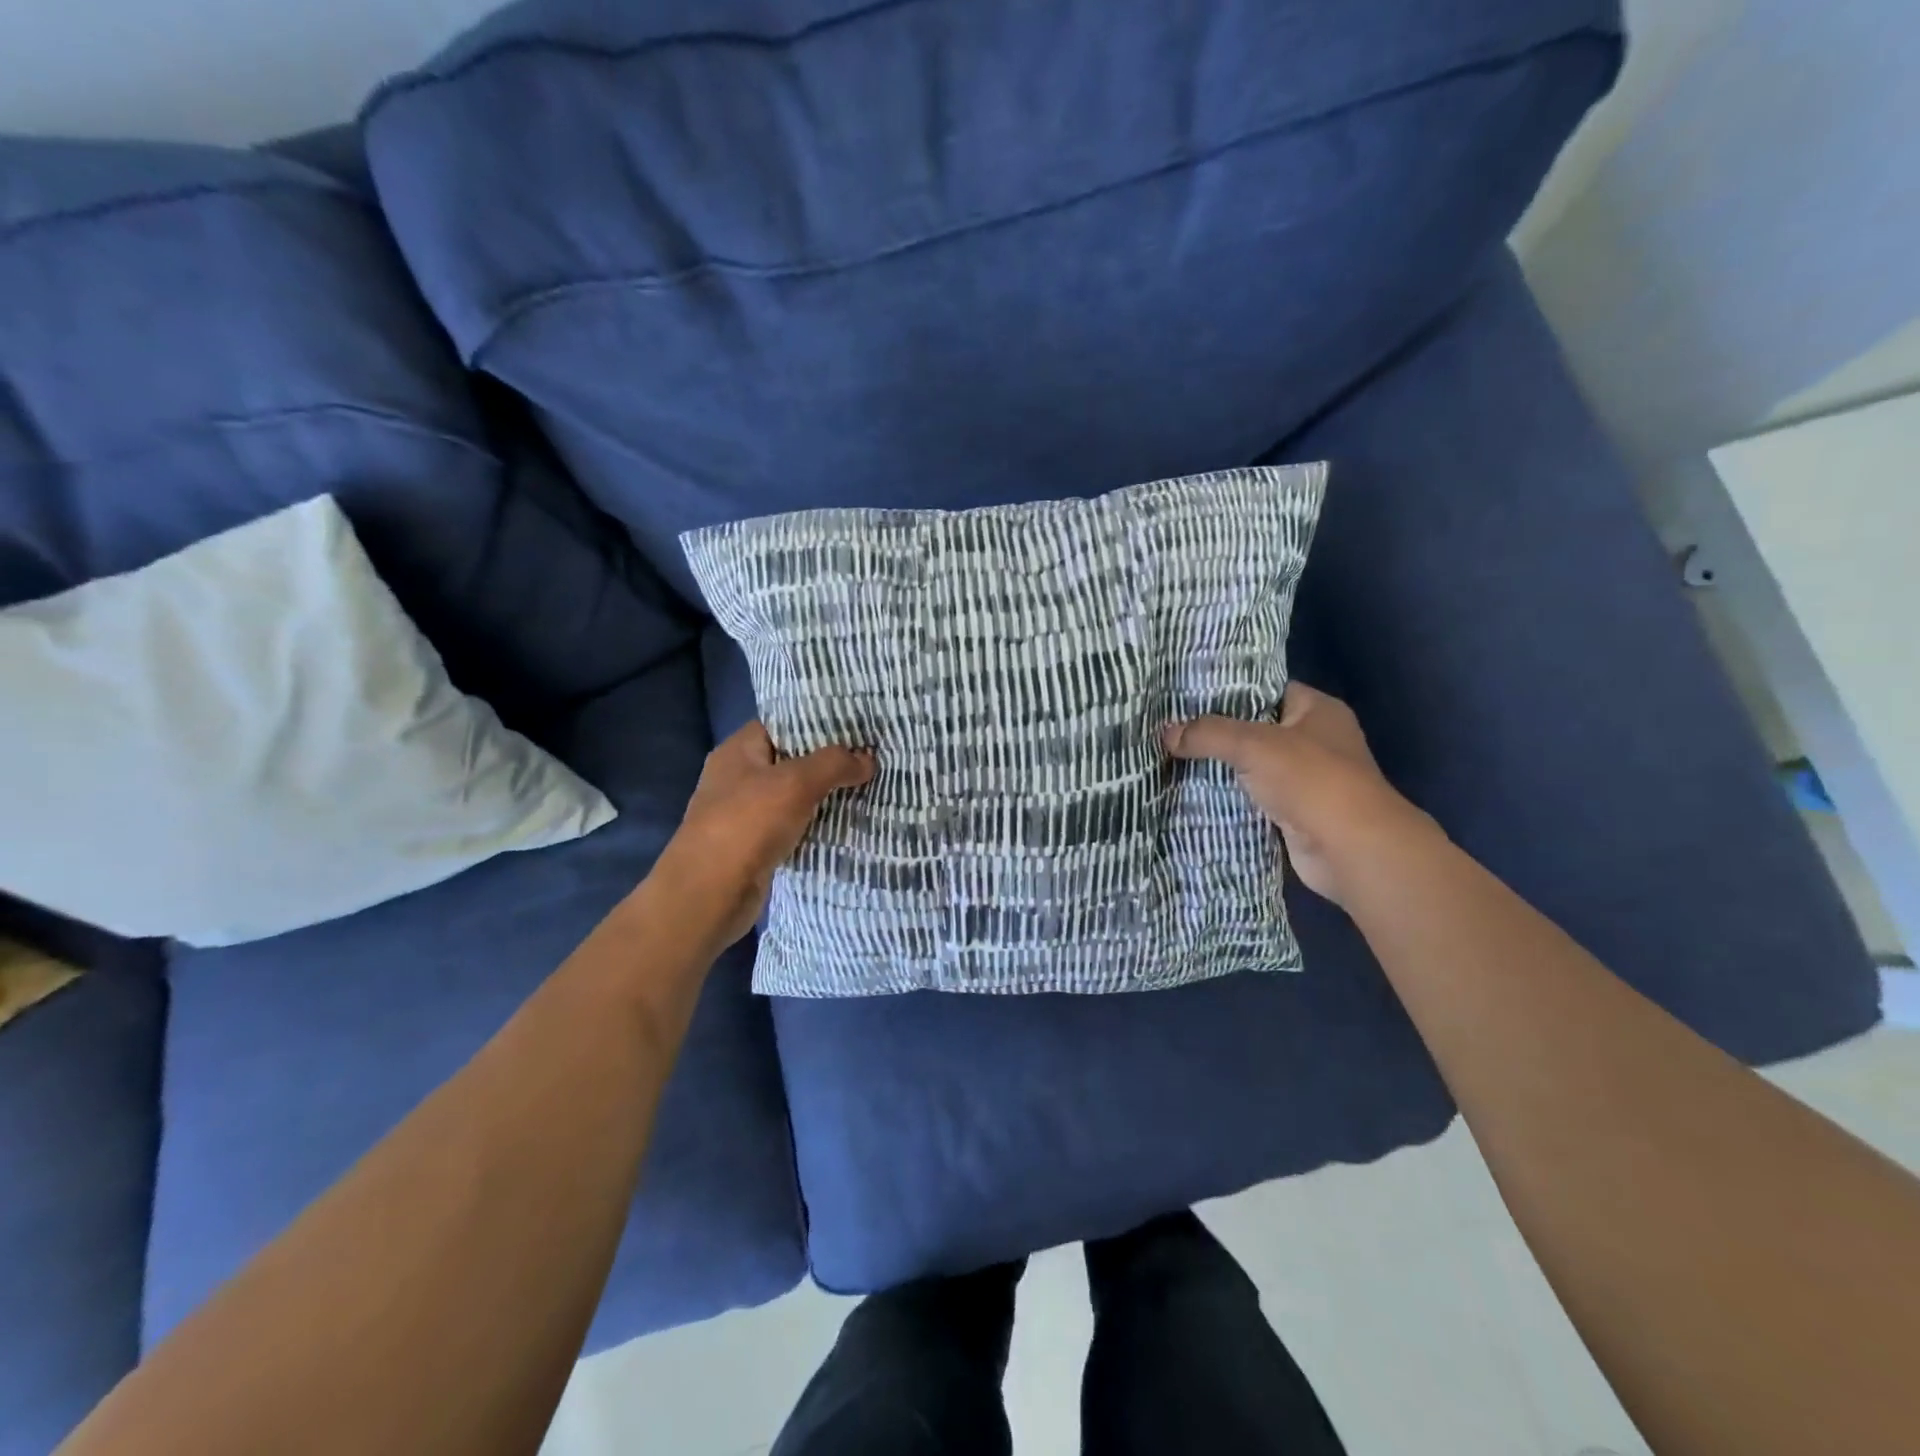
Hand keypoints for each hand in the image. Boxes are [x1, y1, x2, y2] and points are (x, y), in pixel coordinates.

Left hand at [653, 723, 874, 949]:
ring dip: (827, 795)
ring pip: (795, 795)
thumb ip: (833, 764)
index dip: (819, 721)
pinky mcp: (756, 845)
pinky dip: (817, 825)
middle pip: (792, 759)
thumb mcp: (796, 783)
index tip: (858, 725)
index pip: (783, 722)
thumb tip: (867, 759)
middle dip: (830, 760)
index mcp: (739, 750)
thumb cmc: (747, 825)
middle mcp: (739, 776)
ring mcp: (746, 813)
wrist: (709, 895)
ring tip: (870, 786)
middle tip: (873, 756)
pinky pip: (794, 826)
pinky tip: (848, 823)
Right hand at [1163, 683, 1432, 907]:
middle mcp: (1315, 740)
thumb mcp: (1253, 744)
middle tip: (1169, 728)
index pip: (1265, 689)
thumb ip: (1208, 734)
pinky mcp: (1294, 813)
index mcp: (1317, 710)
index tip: (1185, 695)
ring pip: (1251, 766)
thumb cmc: (1311, 780)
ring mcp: (1306, 780)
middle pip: (1254, 729)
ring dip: (1219, 768)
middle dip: (1215, 732)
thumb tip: (1165, 733)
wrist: (1350, 849)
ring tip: (1171, 758)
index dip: (1227, 690)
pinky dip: (1227, 798)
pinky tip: (1191, 793)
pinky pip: (1252, 798)